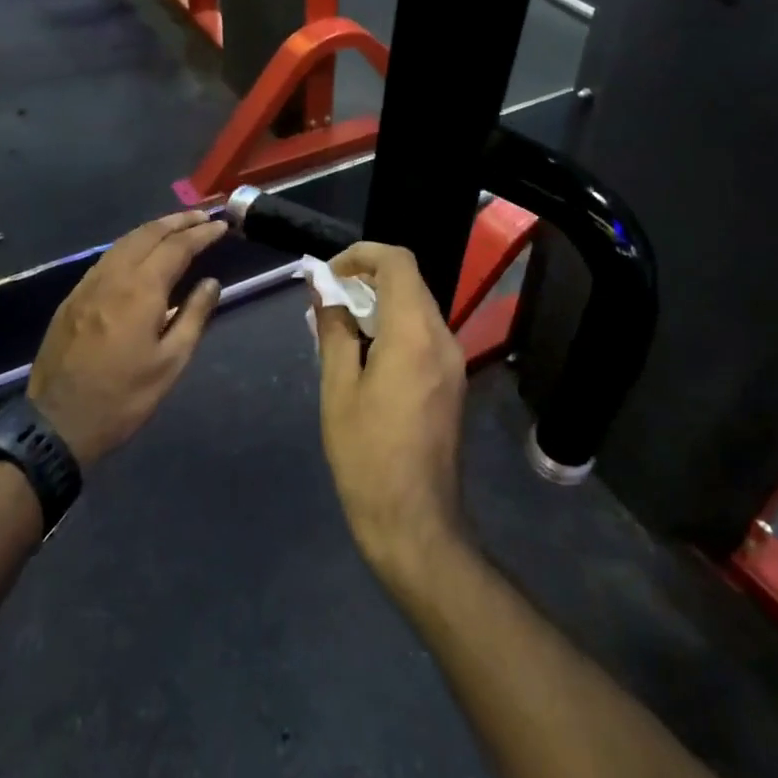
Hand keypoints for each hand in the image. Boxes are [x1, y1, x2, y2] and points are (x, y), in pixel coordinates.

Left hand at [27, 210, 227, 467]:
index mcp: (141, 290)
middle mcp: (113, 276)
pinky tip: (140, 253)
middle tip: (203, 217)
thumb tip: (211, 282)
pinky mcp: (72, 298)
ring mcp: (88, 284)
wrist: (58, 423)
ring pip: (124, 242)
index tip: (222, 226)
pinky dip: (131, 245)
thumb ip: (193, 316)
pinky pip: (107, 258)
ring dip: (154, 229)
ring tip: (177, 227)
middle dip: (178, 222)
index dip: (202, 234)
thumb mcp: (170, 363)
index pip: (177, 247)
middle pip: (148, 234)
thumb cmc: (123, 397)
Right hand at [314, 243, 469, 576]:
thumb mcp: (338, 389)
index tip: (329, 275)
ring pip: (417, 308)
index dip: (361, 255)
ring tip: (340, 329)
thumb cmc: (367, 455)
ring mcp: (453, 362)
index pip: (398, 262)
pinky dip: (394, 328)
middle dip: (367, 280)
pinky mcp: (452, 382)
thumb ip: (334, 330)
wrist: (415, 522)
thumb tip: (324, 292)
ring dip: (380, 305)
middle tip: (327, 302)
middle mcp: (442, 338)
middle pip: (410, 283)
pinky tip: (364, 355)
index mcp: (414, 334)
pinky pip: (423, 335)